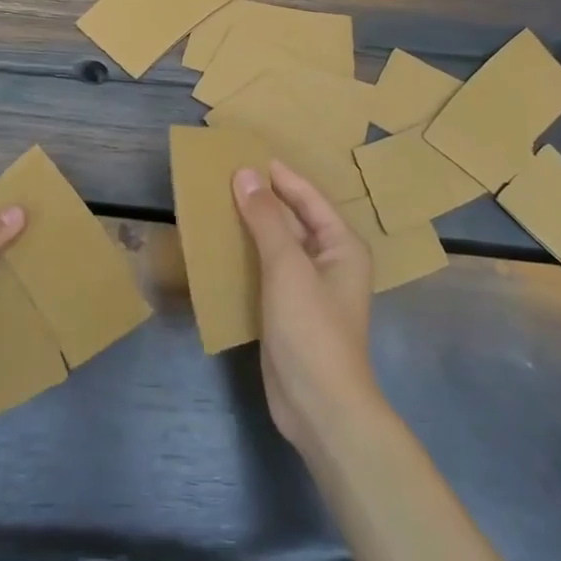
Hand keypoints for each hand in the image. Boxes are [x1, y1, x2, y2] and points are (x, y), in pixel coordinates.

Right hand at [232, 161, 378, 454]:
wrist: (319, 405)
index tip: (248, 155)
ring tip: (218, 205)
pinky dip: (247, 257)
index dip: (281, 176)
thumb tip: (245, 175)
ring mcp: (309, 289)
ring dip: (253, 228)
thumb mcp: (287, 266)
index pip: (310, 199)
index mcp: (342, 246)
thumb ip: (266, 219)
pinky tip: (221, 249)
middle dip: (264, 200)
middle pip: (295, 220)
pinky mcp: (289, 312)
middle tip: (226, 177)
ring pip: (278, 246)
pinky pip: (267, 272)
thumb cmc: (311, 327)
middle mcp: (330, 262)